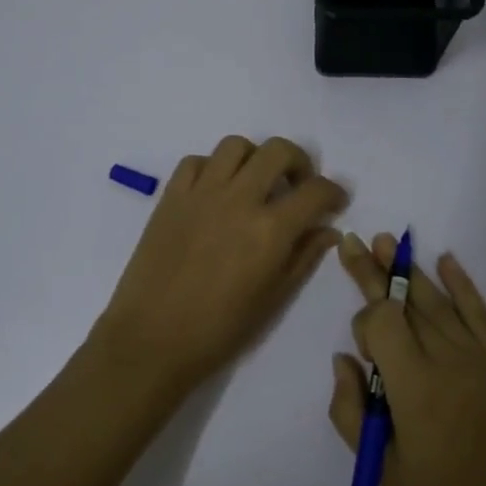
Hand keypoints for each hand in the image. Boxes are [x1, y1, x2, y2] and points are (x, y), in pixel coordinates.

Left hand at [91, 136, 348, 395]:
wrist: (151, 339)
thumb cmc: (219, 330)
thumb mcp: (273, 299)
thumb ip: (303, 257)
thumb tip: (327, 230)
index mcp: (270, 230)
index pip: (315, 191)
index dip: (333, 192)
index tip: (333, 203)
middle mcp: (239, 199)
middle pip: (278, 151)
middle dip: (299, 162)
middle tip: (297, 185)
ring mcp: (201, 193)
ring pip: (235, 146)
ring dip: (254, 158)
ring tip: (255, 183)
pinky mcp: (170, 196)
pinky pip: (195, 161)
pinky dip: (212, 168)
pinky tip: (216, 192)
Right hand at [329, 233, 485, 485]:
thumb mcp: (383, 469)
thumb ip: (350, 411)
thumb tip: (343, 360)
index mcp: (414, 385)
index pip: (381, 322)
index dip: (365, 324)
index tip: (363, 355)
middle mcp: (446, 357)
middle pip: (404, 301)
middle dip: (375, 271)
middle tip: (354, 242)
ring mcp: (480, 355)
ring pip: (437, 300)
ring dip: (409, 270)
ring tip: (388, 242)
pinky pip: (480, 312)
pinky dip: (462, 284)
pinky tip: (446, 260)